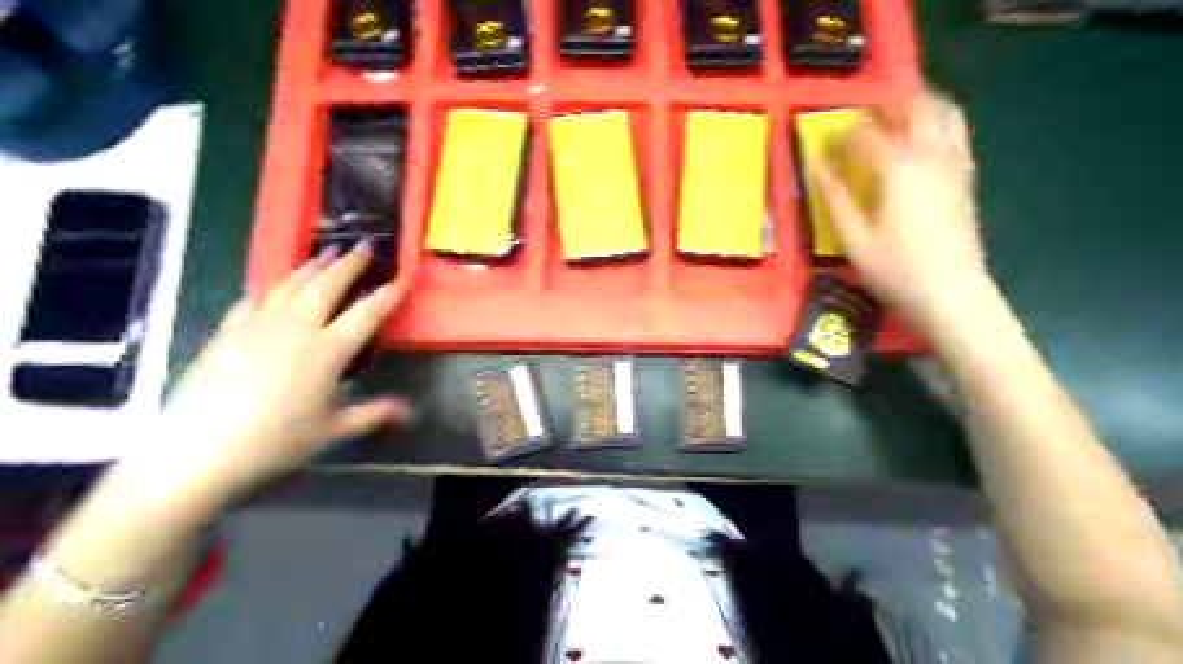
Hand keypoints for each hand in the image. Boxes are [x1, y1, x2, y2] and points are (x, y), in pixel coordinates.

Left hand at [113, 243, 410, 519]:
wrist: (198, 450)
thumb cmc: (275, 442)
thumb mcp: (331, 431)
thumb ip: (372, 414)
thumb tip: (409, 410)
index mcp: (327, 351)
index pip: (366, 314)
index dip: (387, 294)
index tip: (402, 278)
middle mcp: (296, 328)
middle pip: (327, 285)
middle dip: (349, 264)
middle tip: (364, 245)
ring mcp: (258, 325)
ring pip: (290, 284)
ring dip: (312, 266)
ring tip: (326, 252)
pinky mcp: (228, 331)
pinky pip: (254, 298)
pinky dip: (270, 287)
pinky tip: (274, 285)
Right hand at [816, 92, 990, 336]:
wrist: (952, 293)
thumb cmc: (896, 270)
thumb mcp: (854, 240)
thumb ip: (835, 199)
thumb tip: (816, 167)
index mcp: (898, 169)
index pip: (866, 134)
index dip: (842, 134)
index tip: (825, 144)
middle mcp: (931, 156)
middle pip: (914, 107)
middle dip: (885, 104)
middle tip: (862, 113)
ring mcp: (955, 164)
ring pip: (943, 113)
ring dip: (918, 104)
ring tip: (895, 114)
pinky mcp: (967, 177)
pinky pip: (956, 133)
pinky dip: (938, 122)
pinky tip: (922, 138)